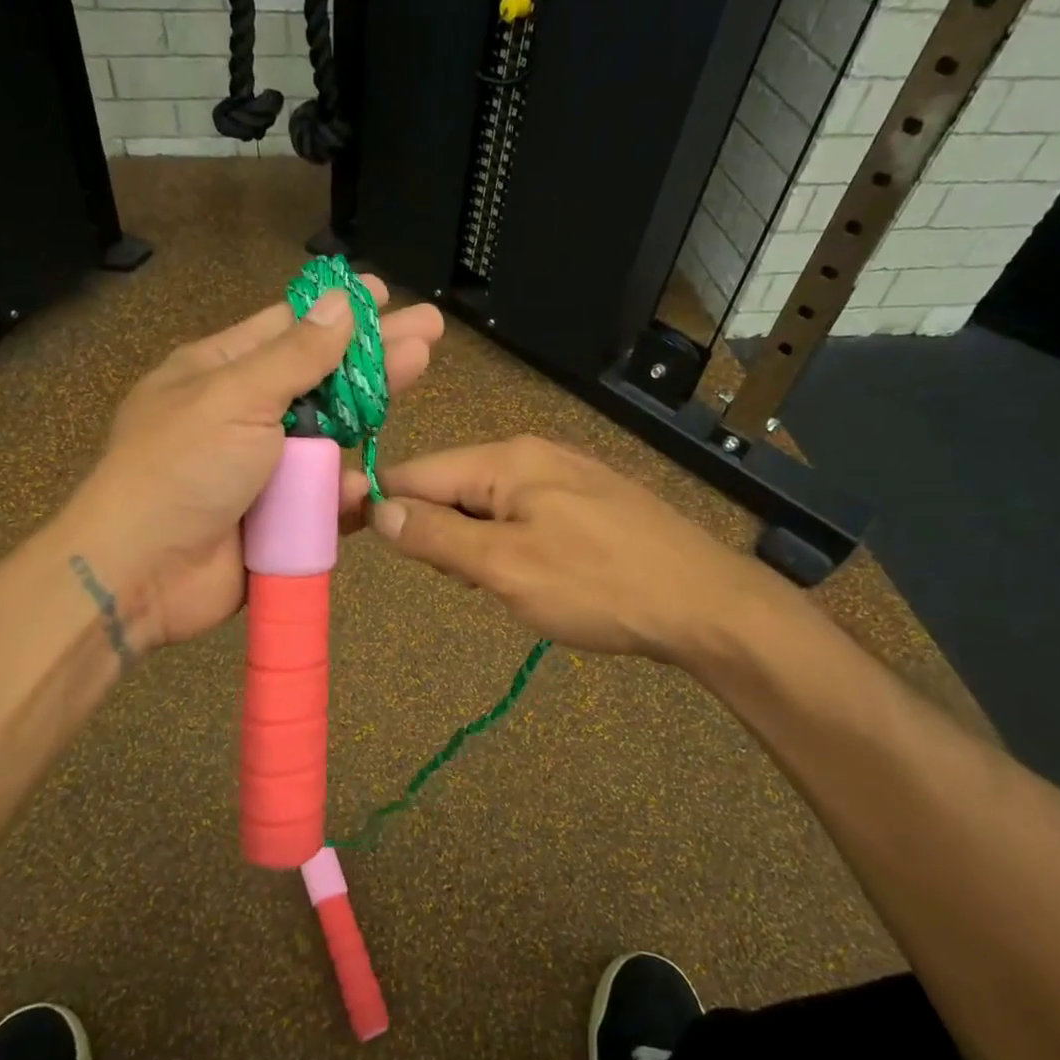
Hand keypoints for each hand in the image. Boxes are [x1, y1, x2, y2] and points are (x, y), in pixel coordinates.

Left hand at [58, 277, 442, 650]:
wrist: (142, 573)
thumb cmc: (182, 468)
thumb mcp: (236, 397)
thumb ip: (296, 355)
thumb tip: (342, 302)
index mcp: (220, 373)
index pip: (288, 329)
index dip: (337, 313)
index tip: (383, 295)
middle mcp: (244, 415)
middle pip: (321, 379)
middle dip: (374, 354)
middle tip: (430, 331)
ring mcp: (264, 469)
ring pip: (330, 438)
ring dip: (369, 414)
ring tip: (416, 375)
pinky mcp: (279, 518)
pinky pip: (323, 498)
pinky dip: (343, 492)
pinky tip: (366, 483)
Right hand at [366, 435, 764, 663]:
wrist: (704, 604)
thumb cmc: (598, 585)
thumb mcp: (505, 568)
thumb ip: (436, 538)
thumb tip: (378, 511)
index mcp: (506, 460)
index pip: (417, 472)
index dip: (380, 504)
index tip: (354, 540)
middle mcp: (531, 455)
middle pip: (451, 487)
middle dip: (438, 534)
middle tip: (464, 582)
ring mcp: (563, 476)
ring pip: (486, 506)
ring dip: (475, 546)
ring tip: (503, 587)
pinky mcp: (586, 503)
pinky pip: (522, 517)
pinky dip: (509, 546)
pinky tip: (535, 577)